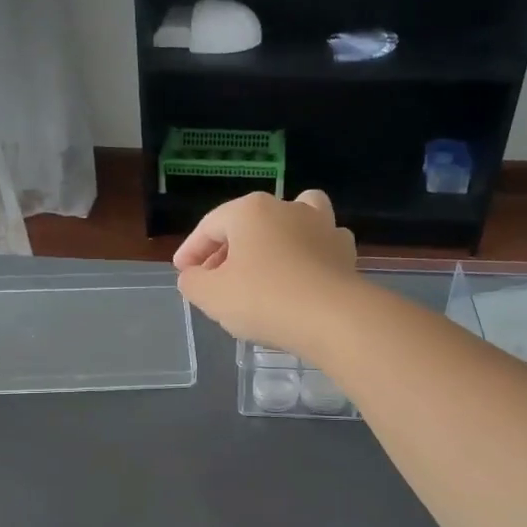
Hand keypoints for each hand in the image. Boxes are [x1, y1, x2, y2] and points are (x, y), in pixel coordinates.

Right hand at [172, 190, 360, 354]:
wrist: (333, 319)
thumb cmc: (264, 300)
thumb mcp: (211, 296)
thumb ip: (193, 282)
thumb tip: (194, 275)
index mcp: (250, 211)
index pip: (210, 226)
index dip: (191, 251)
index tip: (182, 272)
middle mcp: (288, 208)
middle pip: (249, 223)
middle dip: (228, 249)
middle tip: (214, 278)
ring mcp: (322, 227)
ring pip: (294, 220)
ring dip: (276, 236)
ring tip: (265, 261)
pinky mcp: (345, 252)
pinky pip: (320, 245)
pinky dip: (308, 255)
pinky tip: (301, 276)